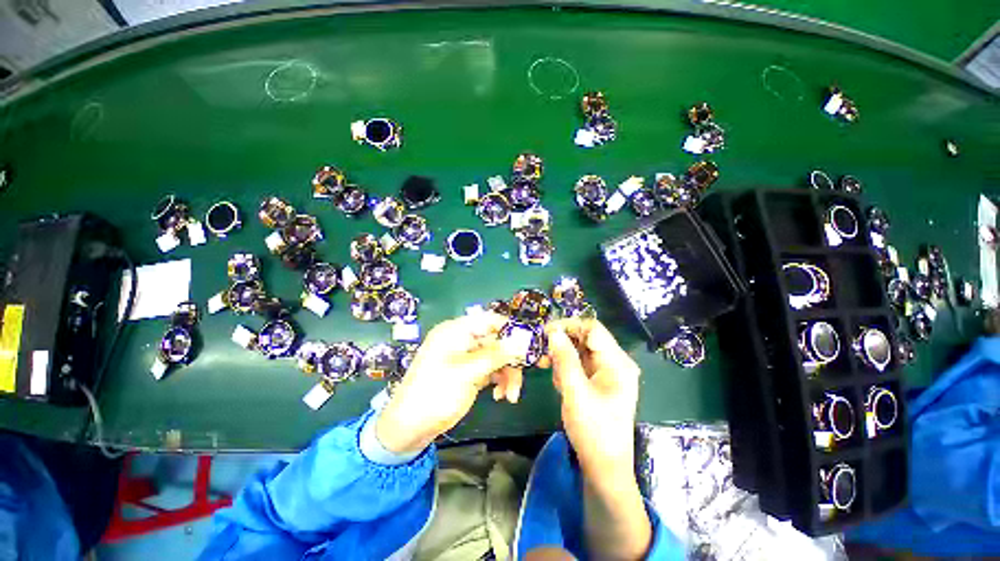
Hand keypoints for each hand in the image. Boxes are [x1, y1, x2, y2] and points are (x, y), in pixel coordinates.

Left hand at [376, 312, 518, 454]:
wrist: (408, 428)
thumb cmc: (434, 394)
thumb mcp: (467, 373)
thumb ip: (496, 355)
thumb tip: (523, 339)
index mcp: (456, 331)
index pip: (489, 320)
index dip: (511, 329)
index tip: (529, 344)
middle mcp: (462, 340)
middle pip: (496, 341)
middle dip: (510, 360)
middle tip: (526, 376)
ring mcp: (465, 357)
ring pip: (496, 357)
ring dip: (507, 374)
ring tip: (511, 396)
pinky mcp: (468, 372)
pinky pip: (490, 370)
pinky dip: (498, 381)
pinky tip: (500, 396)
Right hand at [545, 318, 640, 479]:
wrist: (604, 467)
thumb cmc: (594, 431)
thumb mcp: (576, 393)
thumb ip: (564, 359)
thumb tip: (553, 331)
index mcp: (617, 362)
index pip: (592, 329)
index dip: (568, 326)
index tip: (545, 332)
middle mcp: (614, 362)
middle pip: (585, 338)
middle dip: (563, 342)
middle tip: (542, 351)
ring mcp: (606, 371)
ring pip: (579, 350)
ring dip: (562, 356)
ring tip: (551, 371)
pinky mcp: (597, 380)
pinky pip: (578, 363)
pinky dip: (566, 367)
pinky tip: (559, 381)